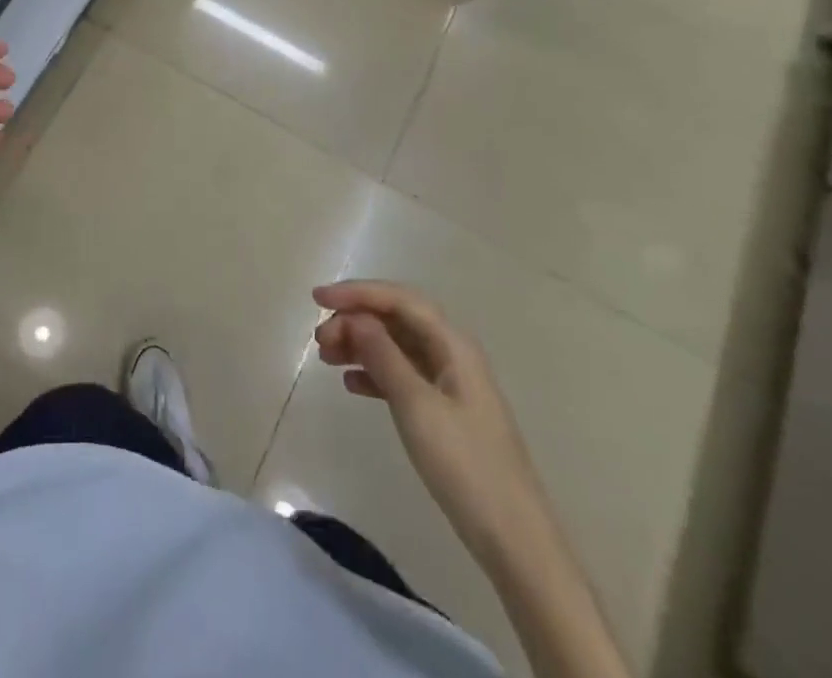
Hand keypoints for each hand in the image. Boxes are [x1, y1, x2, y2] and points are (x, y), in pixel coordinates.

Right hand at [314, 281, 558, 577]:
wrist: (514, 539)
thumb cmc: (465, 465)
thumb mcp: (416, 405)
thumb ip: (382, 355)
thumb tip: (355, 317)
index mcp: (452, 344)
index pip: (399, 299)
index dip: (357, 292)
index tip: (317, 300)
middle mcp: (452, 354)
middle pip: (396, 319)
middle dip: (355, 320)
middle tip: (320, 341)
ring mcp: (449, 384)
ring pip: (396, 346)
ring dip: (360, 345)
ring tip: (326, 359)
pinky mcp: (444, 411)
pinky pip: (401, 375)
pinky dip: (374, 373)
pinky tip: (351, 385)